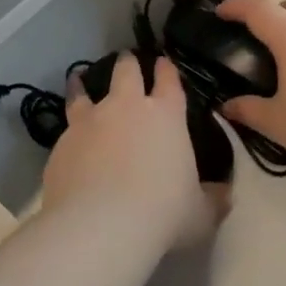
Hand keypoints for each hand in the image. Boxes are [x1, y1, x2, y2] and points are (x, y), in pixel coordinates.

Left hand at [41, 54, 226, 248]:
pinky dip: (69, 125)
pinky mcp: (61, 142)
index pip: (169, 80)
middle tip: (127, 59)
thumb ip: (212, 200)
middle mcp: (125, 107)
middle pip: (126, 72)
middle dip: (128, 63)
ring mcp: (89, 121)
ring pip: (84, 91)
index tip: (164, 62)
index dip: (167, 69)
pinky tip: (68, 135)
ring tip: (79, 77)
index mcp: (165, 115)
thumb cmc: (162, 214)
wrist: (99, 226)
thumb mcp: (200, 214)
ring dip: (83, 83)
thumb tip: (224, 195)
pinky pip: (66, 126)